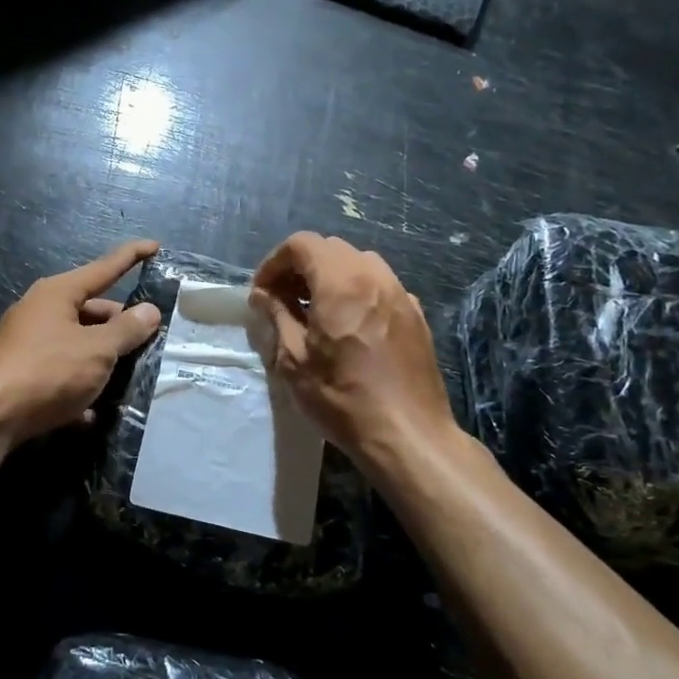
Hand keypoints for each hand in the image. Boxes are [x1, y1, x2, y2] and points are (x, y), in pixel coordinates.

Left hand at [0, 239, 163, 443]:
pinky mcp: (21, 372)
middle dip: (120, 325)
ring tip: (129, 378)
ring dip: (103, 359)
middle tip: (149, 342)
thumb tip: (149, 311)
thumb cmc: (47, 371)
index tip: (155, 246)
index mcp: (58, 293)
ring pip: (78, 344)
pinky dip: (79, 386)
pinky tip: (93, 413)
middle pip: (92, 310)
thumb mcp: (97, 350)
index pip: (104, 267)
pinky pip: (61, 372)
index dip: (132, 256)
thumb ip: (127, 329)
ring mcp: (28, 342)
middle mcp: (40, 311)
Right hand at [251, 232, 456, 471]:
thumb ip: (277, 316)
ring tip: (314, 311)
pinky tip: (349, 327)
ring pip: (359, 263)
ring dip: (330, 276)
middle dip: (301, 266)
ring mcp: (401, 294)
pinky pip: (380, 286)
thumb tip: (264, 295)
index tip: (262, 292)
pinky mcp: (416, 315)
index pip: (302, 244)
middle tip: (283, 299)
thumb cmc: (342, 398)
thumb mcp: (294, 360)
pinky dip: (357, 292)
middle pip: (331, 249)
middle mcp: (375, 277)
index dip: (274, 262)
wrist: (408, 434)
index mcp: (341, 282)